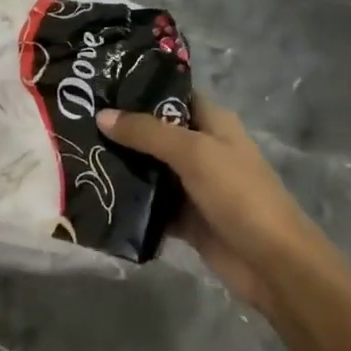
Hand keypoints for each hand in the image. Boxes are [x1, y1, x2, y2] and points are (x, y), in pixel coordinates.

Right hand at [97, 98, 323, 309]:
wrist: (273, 265)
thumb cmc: (239, 194)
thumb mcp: (193, 153)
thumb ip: (147, 132)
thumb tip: (102, 115)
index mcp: (213, 123)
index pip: (172, 94)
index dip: (140, 89)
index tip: (99, 86)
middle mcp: (203, 148)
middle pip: (156, 132)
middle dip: (122, 129)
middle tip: (77, 120)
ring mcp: (194, 185)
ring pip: (150, 169)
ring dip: (122, 165)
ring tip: (77, 153)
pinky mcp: (186, 218)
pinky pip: (151, 204)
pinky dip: (130, 202)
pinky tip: (96, 194)